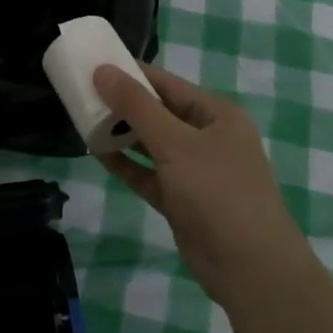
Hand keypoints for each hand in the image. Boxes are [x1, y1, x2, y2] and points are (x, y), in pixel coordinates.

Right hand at [93, 63, 310, 310]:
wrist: (250, 267)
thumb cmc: (217, 192)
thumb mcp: (175, 143)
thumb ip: (137, 106)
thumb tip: (102, 71)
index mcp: (216, 114)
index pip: (167, 83)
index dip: (131, 72)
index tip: (94, 64)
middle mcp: (207, 137)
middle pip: (158, 112)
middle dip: (123, 104)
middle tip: (82, 94)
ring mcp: (195, 171)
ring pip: (151, 144)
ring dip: (121, 134)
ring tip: (83, 120)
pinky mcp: (182, 200)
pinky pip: (148, 174)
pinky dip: (126, 164)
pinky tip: (97, 153)